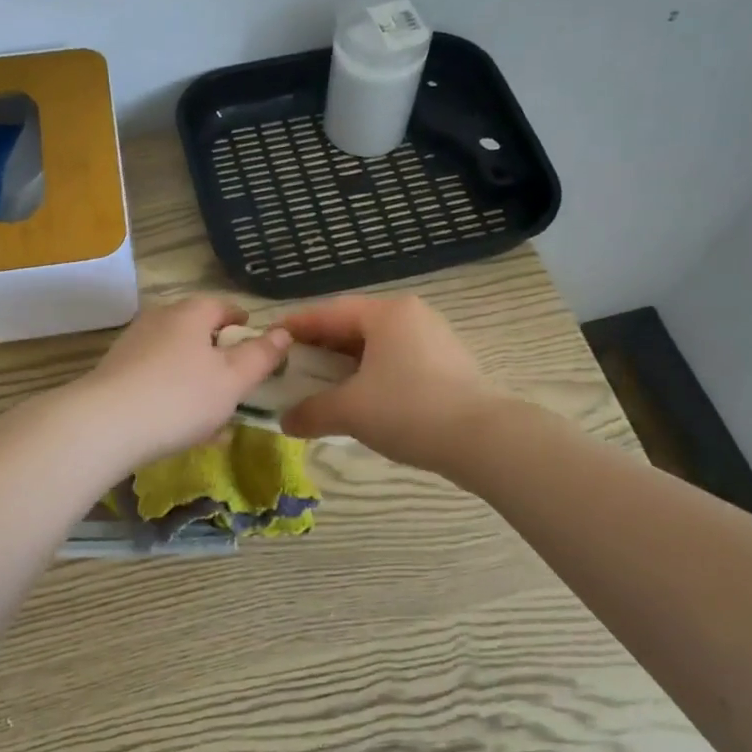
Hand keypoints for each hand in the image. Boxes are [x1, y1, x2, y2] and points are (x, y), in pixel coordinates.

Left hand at [77, 298, 289, 466]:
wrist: (104, 425)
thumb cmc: (180, 396)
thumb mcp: (233, 379)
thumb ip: (261, 356)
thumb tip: (283, 333)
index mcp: (190, 314)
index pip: (221, 305)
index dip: (240, 320)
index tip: (252, 336)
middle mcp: (158, 321)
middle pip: (195, 330)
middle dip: (216, 351)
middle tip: (235, 376)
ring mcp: (132, 347)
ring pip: (174, 358)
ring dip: (194, 377)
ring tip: (211, 408)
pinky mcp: (114, 375)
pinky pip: (154, 380)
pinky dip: (172, 394)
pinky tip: (180, 426)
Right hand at [277, 295, 491, 469]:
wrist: (482, 439)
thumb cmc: (409, 410)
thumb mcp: (351, 411)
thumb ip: (311, 412)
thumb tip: (285, 422)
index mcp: (386, 313)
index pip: (328, 312)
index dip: (295, 326)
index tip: (269, 339)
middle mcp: (411, 315)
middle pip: (352, 326)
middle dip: (319, 347)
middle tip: (291, 367)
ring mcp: (433, 338)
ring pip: (376, 345)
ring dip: (345, 363)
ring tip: (320, 385)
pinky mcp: (447, 363)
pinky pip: (396, 360)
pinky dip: (370, 374)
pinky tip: (359, 397)